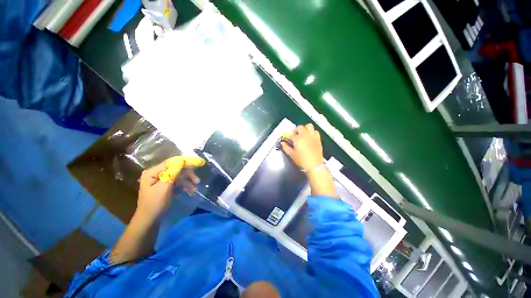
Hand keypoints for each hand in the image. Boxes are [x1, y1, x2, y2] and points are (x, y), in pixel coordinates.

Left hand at [137, 158, 199, 219]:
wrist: (149, 221)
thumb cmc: (155, 204)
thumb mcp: (164, 187)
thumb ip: (173, 172)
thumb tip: (182, 159)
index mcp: (152, 172)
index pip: (171, 162)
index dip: (185, 162)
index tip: (198, 163)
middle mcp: (156, 173)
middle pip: (175, 168)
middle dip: (187, 174)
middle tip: (197, 180)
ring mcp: (160, 180)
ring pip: (177, 175)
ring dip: (187, 181)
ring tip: (195, 188)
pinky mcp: (164, 186)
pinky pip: (176, 182)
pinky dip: (183, 185)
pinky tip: (190, 190)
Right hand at [281, 124, 324, 170]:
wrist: (315, 165)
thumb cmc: (302, 160)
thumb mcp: (292, 155)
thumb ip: (286, 147)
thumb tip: (282, 143)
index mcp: (298, 139)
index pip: (291, 134)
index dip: (288, 137)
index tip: (288, 140)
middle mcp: (305, 135)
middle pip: (300, 127)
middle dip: (296, 130)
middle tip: (295, 136)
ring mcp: (312, 136)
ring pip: (309, 126)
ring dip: (305, 128)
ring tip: (303, 134)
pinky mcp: (318, 139)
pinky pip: (315, 131)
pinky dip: (312, 132)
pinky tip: (310, 137)